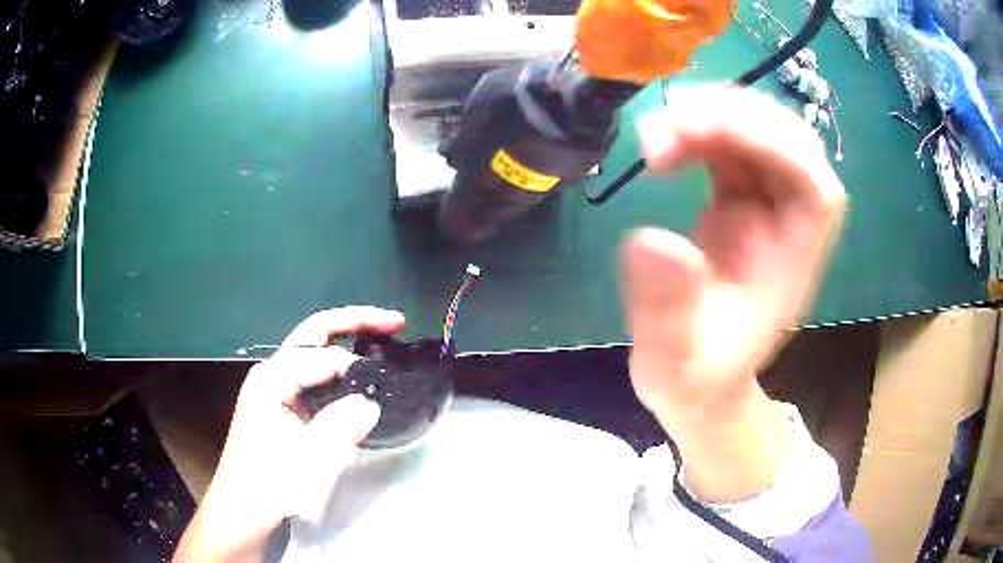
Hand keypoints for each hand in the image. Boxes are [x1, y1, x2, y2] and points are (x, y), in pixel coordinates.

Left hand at [175, 307, 404, 561]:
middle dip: (355, 323)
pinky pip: (313, 379)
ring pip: (314, 355)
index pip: (323, 355)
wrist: (244, 513)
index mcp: (272, 377)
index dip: (358, 365)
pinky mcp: (280, 409)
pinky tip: (354, 382)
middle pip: (315, 334)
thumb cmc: (272, 484)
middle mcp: (271, 374)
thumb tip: (370, 402)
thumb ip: (343, 423)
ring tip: (380, 343)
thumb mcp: (310, 457)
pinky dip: (338, 373)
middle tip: (395, 323)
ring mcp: (273, 390)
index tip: (386, 383)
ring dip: (346, 344)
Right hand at [620, 86, 844, 497]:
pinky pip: (732, 146)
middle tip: (669, 125)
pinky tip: (666, 143)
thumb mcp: (671, 365)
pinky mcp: (742, 200)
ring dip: (711, 117)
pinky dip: (699, 131)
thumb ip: (666, 311)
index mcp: (792, 264)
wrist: (698, 385)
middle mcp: (789, 225)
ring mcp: (767, 208)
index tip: (705, 133)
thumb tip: (651, 239)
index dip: (772, 145)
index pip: (813, 186)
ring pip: (760, 134)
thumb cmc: (694, 380)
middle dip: (734, 120)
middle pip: (791, 144)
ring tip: (657, 134)